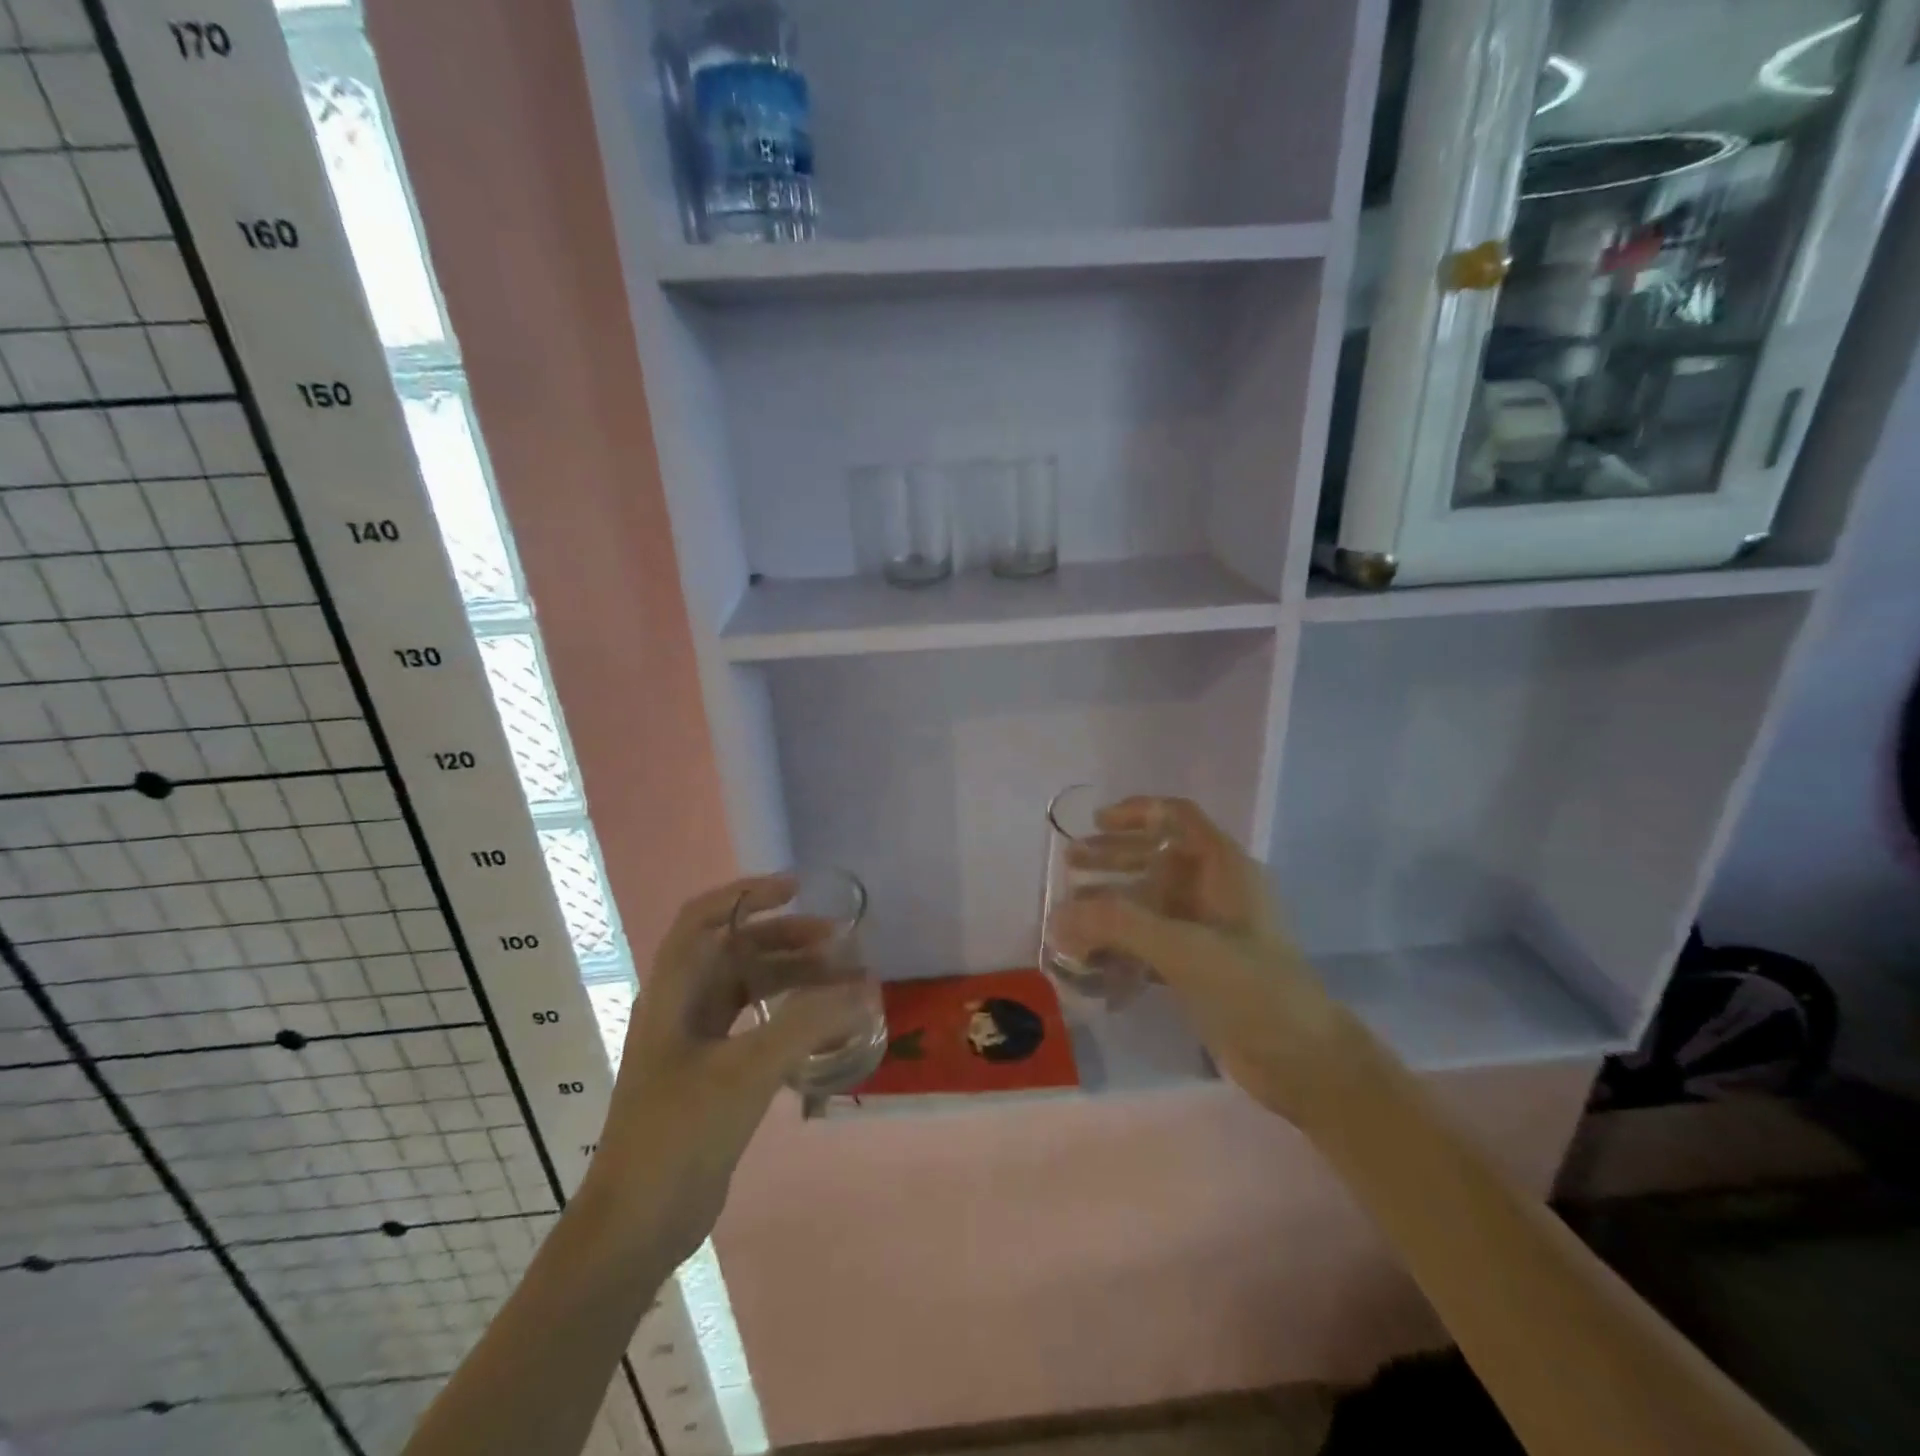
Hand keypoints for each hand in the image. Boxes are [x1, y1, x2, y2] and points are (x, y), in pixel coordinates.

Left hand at [584, 876, 872, 1264]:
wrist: (637, 1224)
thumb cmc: (680, 1132)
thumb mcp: (747, 1070)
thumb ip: (807, 1023)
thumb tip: (864, 988)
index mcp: (673, 991)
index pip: (703, 918)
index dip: (747, 893)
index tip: (796, 888)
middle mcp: (681, 1007)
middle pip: (734, 951)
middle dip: (784, 937)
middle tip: (836, 940)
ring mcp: (694, 1043)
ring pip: (747, 988)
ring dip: (790, 976)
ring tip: (838, 978)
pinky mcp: (711, 1075)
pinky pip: (755, 1026)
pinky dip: (788, 1016)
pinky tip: (821, 1026)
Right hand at [1054, 798, 1358, 1123]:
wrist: (1303, 1061)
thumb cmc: (1250, 989)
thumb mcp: (1183, 948)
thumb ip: (1118, 925)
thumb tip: (1057, 915)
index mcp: (1224, 868)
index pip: (1178, 817)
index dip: (1137, 811)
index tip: (1095, 822)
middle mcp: (1215, 890)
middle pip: (1157, 857)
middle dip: (1112, 857)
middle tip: (1069, 865)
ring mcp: (1208, 929)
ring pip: (1151, 900)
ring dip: (1111, 902)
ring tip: (1069, 914)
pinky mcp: (1200, 966)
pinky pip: (1151, 940)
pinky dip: (1121, 943)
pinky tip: (1089, 959)